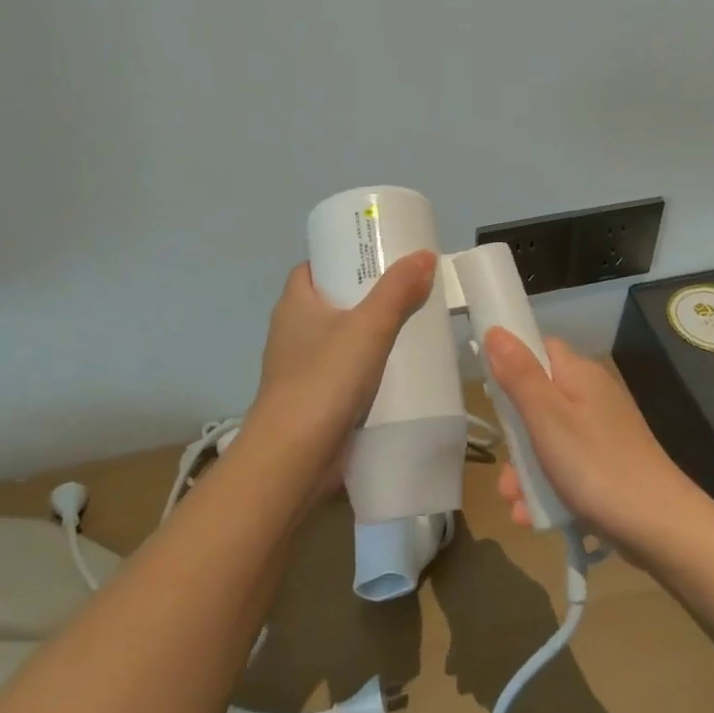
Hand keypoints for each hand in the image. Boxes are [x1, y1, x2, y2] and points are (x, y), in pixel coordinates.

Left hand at [244, 251, 438, 485]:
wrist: (293, 457)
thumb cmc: (325, 379)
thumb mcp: (368, 327)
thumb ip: (397, 291)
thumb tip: (424, 255)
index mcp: (294, 304)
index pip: (312, 268)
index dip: (341, 259)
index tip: (376, 259)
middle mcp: (290, 332)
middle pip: (328, 302)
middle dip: (363, 298)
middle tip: (405, 293)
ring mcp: (297, 369)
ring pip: (335, 341)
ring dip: (365, 337)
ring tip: (407, 330)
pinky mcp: (310, 401)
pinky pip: (339, 374)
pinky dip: (362, 370)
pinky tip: (392, 374)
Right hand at [483, 330, 703, 547]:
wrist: (660, 528)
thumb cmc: (596, 465)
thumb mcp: (547, 418)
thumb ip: (520, 374)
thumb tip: (496, 330)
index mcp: (580, 375)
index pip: (540, 349)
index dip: (513, 363)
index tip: (492, 392)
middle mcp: (592, 396)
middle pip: (538, 400)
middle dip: (514, 436)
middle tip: (505, 468)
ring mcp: (601, 433)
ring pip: (548, 440)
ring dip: (525, 470)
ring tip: (515, 502)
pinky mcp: (607, 465)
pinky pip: (565, 467)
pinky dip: (547, 487)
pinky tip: (533, 514)